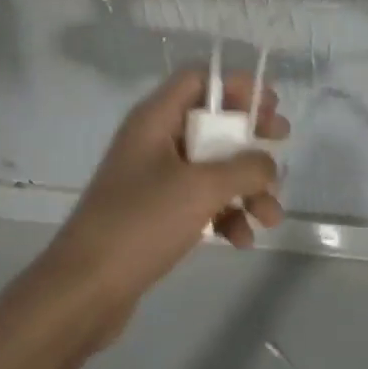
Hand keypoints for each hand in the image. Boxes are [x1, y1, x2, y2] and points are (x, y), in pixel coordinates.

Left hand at [29, 67, 288, 345]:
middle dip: (249, 138)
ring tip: (270, 217)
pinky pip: (199, 201)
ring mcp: (154, 179)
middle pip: (211, 123)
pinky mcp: (156, 213)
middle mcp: (153, 141)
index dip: (236, 86)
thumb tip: (267, 163)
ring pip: (211, 168)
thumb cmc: (141, 223)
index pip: (198, 79)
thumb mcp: (200, 188)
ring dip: (245, 187)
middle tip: (282, 144)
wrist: (85, 289)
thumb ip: (243, 168)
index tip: (270, 105)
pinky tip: (242, 240)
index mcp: (155, 119)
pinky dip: (225, 214)